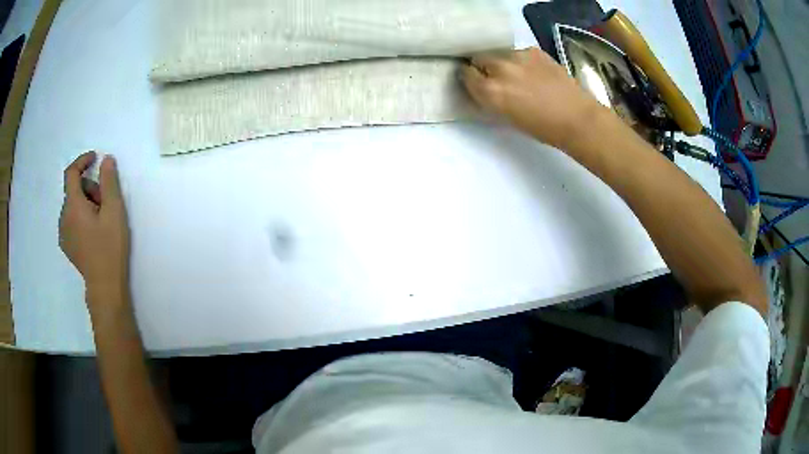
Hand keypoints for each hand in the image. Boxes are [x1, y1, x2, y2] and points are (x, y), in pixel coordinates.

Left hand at [59, 152, 129, 302]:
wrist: (104, 286)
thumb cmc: (109, 247)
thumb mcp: (114, 211)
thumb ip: (109, 182)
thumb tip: (106, 160)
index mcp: (73, 206)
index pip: (71, 173)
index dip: (82, 160)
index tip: (95, 158)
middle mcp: (63, 216)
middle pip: (74, 190)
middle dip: (89, 188)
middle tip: (105, 202)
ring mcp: (63, 233)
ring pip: (72, 206)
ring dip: (85, 203)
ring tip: (101, 220)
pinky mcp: (66, 245)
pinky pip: (71, 220)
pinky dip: (80, 217)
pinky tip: (93, 232)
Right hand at [462, 47, 605, 149]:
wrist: (577, 119)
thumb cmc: (542, 128)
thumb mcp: (506, 118)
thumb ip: (490, 99)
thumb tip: (483, 88)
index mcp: (489, 90)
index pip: (465, 73)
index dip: (470, 78)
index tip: (476, 83)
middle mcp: (499, 68)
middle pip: (479, 58)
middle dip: (484, 67)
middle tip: (496, 79)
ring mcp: (518, 56)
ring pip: (499, 53)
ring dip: (502, 62)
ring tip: (518, 75)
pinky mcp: (534, 51)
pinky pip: (519, 53)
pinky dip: (522, 61)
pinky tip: (535, 73)